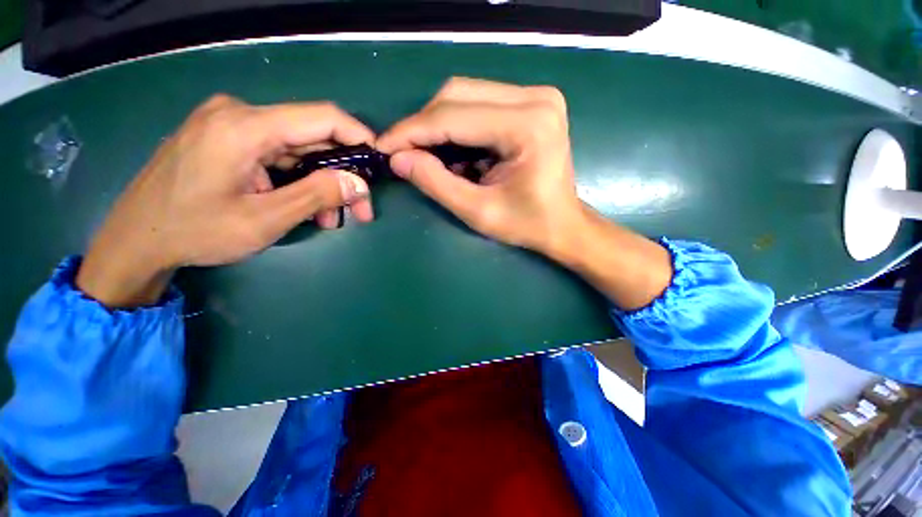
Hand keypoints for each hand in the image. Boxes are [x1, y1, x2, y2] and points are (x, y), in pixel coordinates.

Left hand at [77, 95, 374, 306]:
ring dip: (320, 183)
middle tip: (360, 209)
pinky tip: (304, 206)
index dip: (358, 135)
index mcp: (244, 127)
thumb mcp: (265, 220)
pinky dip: (298, 180)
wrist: (135, 240)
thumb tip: (359, 184)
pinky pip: (276, 155)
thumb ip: (316, 196)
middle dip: (342, 174)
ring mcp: (229, 125)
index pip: (321, 117)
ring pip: (297, 150)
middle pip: (311, 138)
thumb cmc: (195, 232)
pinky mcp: (226, 139)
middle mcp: (238, 114)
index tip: (379, 160)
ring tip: (330, 218)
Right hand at [378, 78, 671, 309]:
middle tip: (404, 154)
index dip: (412, 131)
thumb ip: (436, 184)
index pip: (453, 117)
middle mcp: (536, 98)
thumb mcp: (478, 212)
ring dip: (438, 126)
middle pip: (457, 95)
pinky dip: (457, 126)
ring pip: (465, 95)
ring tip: (428, 156)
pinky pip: (479, 103)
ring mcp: (536, 96)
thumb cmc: (527, 224)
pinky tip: (454, 152)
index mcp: (528, 126)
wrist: (563, 224)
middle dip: (423, 126)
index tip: (383, 147)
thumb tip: (398, 159)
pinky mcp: (532, 103)